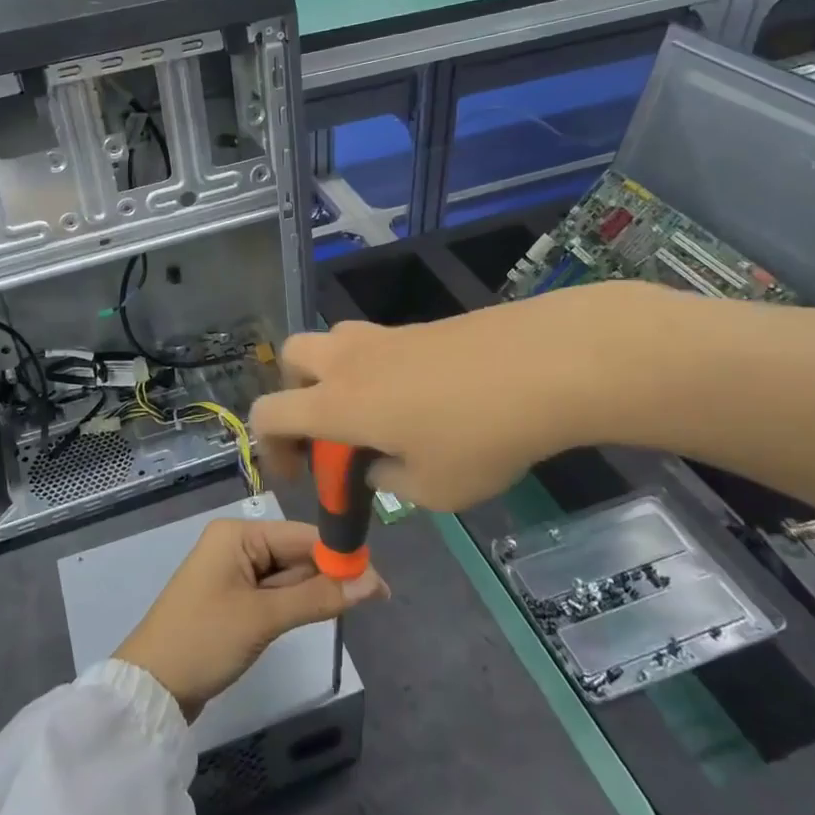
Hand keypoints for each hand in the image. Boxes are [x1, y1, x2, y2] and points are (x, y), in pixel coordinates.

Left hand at [114, 516, 387, 721]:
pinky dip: (296, 603)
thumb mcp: (263, 617)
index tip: (378, 579)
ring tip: (358, 606)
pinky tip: (322, 612)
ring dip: (315, 591)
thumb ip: (317, 597)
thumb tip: (372, 582)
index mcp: (238, 534)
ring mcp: (233, 572)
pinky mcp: (233, 599)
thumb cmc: (204, 640)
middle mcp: (236, 544)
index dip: (340, 554)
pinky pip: (273, 593)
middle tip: (376, 598)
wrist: (151, 688)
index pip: (300, 534)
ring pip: (287, 575)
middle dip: (330, 574)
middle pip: (295, 553)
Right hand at [249, 284, 649, 513]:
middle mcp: (349, 360)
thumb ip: (389, 479)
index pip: (270, 412)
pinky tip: (424, 400)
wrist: (545, 364)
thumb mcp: (433, 488)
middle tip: (328, 428)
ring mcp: (386, 335)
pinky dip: (378, 369)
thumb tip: (378, 463)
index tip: (296, 474)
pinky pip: (378, 343)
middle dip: (296, 393)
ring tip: (377, 413)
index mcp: (337, 403)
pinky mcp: (421, 326)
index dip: (268, 446)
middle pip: (292, 357)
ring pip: (335, 342)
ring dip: (336, 374)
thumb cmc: (480, 436)